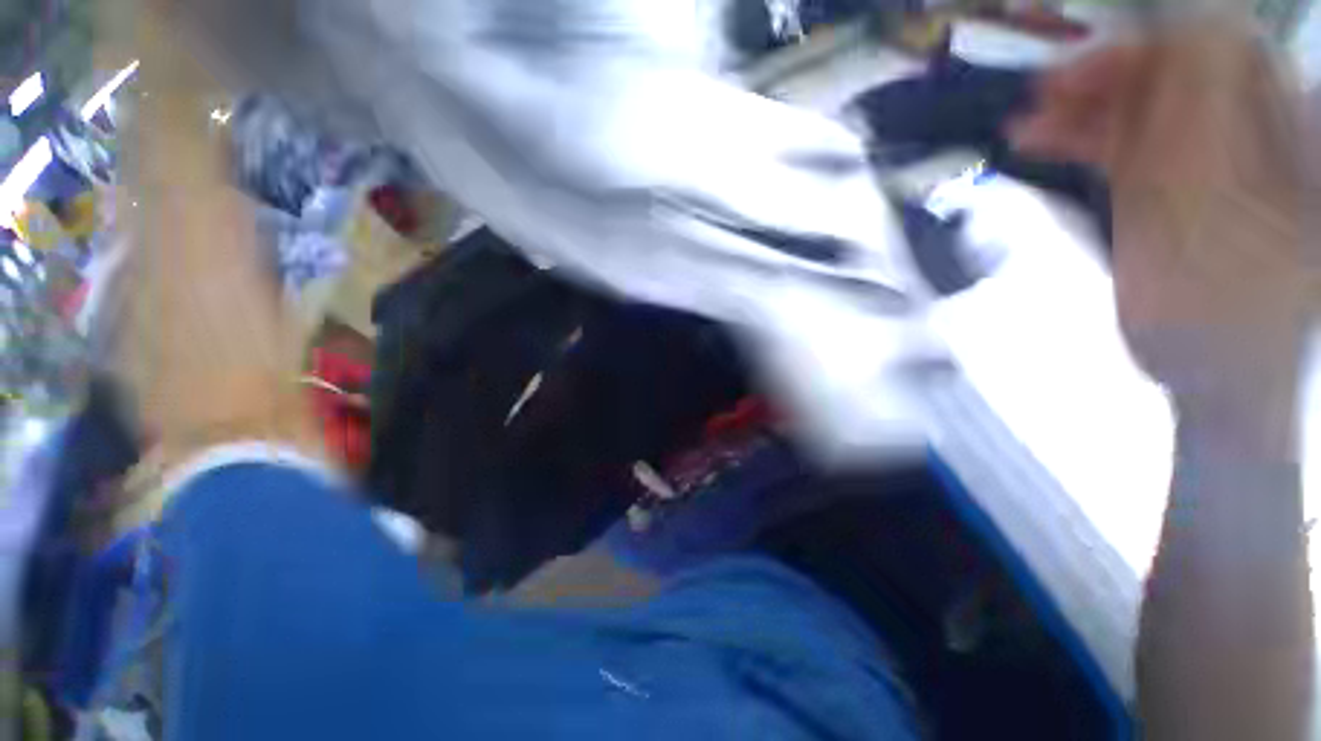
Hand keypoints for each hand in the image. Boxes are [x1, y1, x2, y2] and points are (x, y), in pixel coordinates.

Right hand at [1011, 14, 1314, 436]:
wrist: (1217, 369)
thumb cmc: (1233, 311)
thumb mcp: (1223, 217)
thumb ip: (1212, 124)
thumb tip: (1185, 35)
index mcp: (1284, 128)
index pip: (1229, 47)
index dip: (1165, 38)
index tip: (1101, 54)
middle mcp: (1246, 124)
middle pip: (1179, 67)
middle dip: (1114, 70)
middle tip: (1050, 87)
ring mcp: (1203, 152)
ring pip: (1141, 101)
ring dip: (1084, 103)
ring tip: (1028, 117)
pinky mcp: (1163, 181)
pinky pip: (1119, 137)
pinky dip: (1078, 133)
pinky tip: (1037, 139)